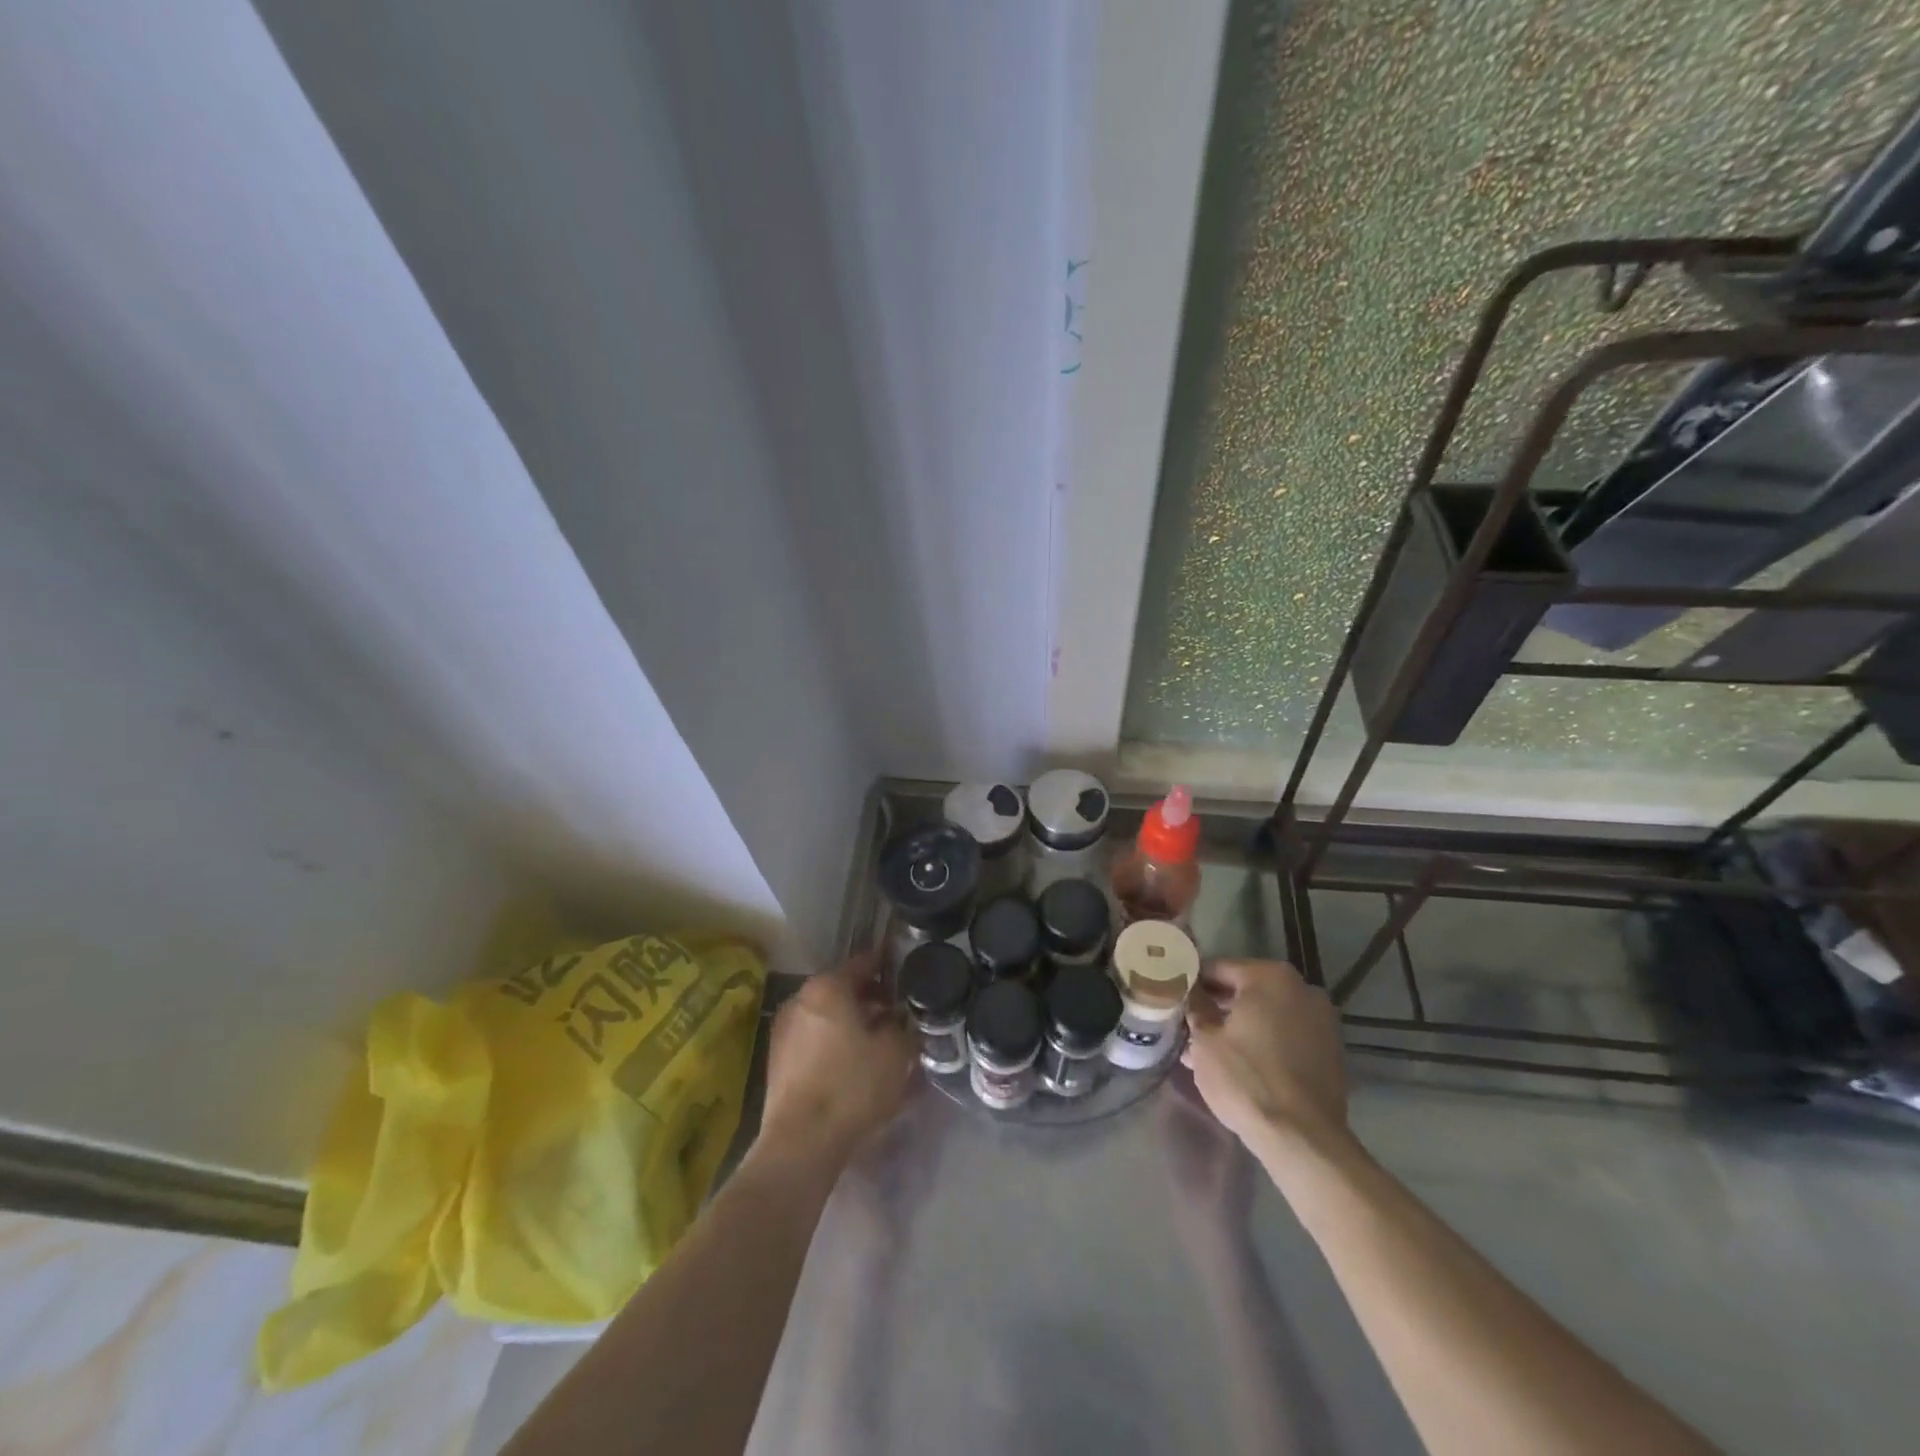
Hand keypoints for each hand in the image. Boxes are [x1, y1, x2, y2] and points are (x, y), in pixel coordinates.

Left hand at [760, 952, 915, 1165]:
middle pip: (842, 989)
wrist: (801, 1143)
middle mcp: (800, 998)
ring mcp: (784, 1029)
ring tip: (878, 1041)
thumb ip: (901, 1025)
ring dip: (851, 1022)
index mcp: (828, 986)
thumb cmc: (852, 1086)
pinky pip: (814, 1039)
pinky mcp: (777, 1060)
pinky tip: (853, 1063)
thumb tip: (898, 1017)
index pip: (864, 963)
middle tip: (897, 1012)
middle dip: (870, 998)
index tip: (906, 973)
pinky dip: (834, 1043)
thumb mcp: (894, 1052)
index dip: (888, 966)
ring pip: (827, 1015)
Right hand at [1183, 959, 1349, 1159]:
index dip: (1194, 983)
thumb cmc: (1246, 1079)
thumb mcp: (1205, 1040)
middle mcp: (1302, 988)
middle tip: (1191, 1025)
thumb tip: (1191, 993)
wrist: (1302, 1139)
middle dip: (1219, 1006)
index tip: (1176, 999)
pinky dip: (1265, 1041)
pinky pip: (1288, 1035)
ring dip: (1242, 1025)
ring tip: (1211, 1049)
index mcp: (1270, 976)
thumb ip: (1196, 1007)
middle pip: (1248, 989)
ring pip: (1269, 1014)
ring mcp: (1322, 1020)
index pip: (1219, 968)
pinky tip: (1242, 1063)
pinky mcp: (1331, 1051)